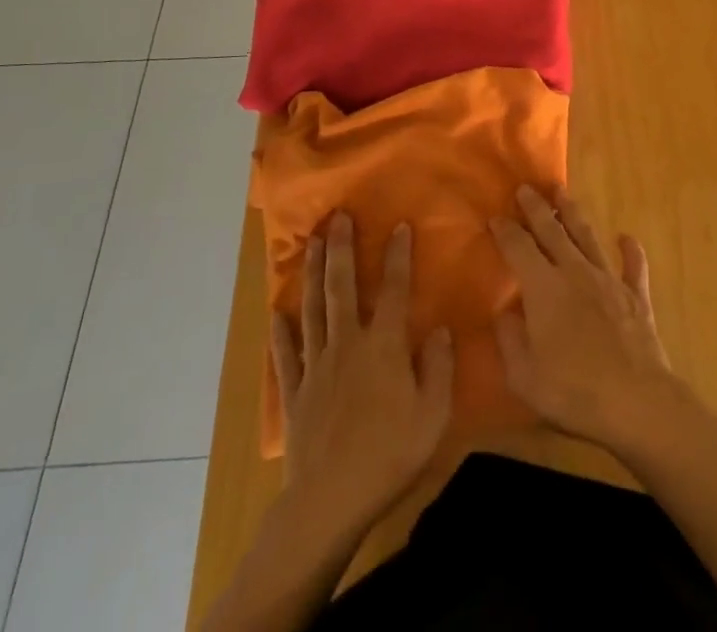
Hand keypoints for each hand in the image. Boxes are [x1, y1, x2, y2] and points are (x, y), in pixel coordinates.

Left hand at [270, 214, 453, 530]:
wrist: (329, 501)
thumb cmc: (390, 455)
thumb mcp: (433, 414)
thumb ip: (439, 368)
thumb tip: (440, 329)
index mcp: (384, 346)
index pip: (395, 289)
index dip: (399, 255)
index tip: (400, 225)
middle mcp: (348, 344)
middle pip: (343, 287)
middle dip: (342, 248)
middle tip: (337, 216)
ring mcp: (317, 365)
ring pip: (313, 309)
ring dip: (313, 273)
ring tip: (311, 243)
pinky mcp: (295, 392)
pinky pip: (287, 354)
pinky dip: (281, 332)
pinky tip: (276, 313)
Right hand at [490, 186, 680, 453]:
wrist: (635, 401)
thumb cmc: (573, 392)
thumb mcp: (523, 376)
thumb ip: (509, 339)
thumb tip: (505, 312)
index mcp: (544, 288)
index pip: (519, 248)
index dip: (505, 231)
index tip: (495, 217)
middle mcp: (575, 272)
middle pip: (552, 231)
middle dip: (536, 208)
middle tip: (525, 188)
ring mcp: (609, 281)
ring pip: (588, 237)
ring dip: (573, 213)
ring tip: (563, 192)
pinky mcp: (636, 296)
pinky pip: (633, 266)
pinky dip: (630, 250)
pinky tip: (625, 237)